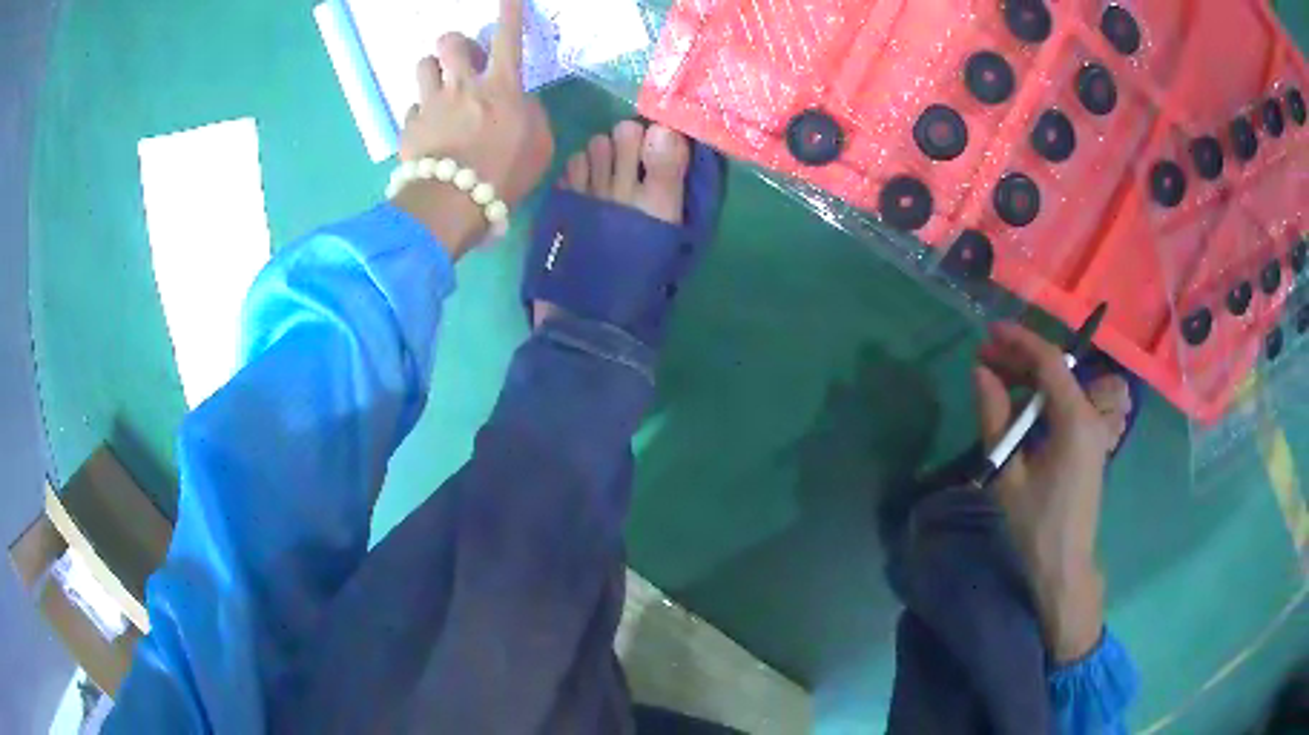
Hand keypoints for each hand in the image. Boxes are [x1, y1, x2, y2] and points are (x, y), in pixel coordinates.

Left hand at [391, 0, 554, 257]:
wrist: (452, 204)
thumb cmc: (505, 175)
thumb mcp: (540, 144)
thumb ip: (531, 114)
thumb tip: (520, 103)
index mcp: (501, 86)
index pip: (508, 36)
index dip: (510, 11)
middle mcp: (463, 85)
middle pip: (450, 41)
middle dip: (455, 43)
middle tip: (462, 59)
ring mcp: (432, 104)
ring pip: (423, 65)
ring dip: (432, 70)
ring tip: (439, 88)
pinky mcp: (410, 127)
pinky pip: (412, 108)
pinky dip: (421, 114)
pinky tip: (428, 131)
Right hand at [973, 323, 1114, 662]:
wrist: (1064, 567)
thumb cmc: (1035, 526)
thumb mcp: (1008, 474)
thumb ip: (995, 418)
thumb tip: (980, 372)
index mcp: (1076, 420)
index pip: (1050, 362)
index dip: (1020, 340)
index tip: (989, 332)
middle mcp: (1091, 416)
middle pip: (1058, 370)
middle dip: (1021, 356)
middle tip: (984, 356)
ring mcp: (1093, 430)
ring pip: (1062, 385)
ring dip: (1031, 375)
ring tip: (996, 375)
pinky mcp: (1089, 443)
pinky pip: (1066, 403)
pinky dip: (1042, 395)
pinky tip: (1019, 402)